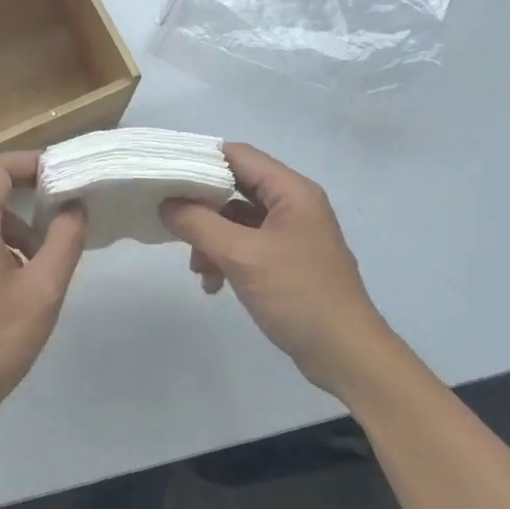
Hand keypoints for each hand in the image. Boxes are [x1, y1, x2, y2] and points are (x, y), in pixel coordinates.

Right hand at [160, 143, 396, 397]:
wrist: (344, 353)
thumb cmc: (297, 295)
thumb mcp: (242, 256)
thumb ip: (199, 224)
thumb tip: (166, 203)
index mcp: (292, 192)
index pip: (239, 155)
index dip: (201, 161)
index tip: (165, 176)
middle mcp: (294, 206)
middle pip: (236, 188)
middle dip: (202, 208)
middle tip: (173, 226)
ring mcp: (292, 235)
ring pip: (238, 222)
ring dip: (211, 240)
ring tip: (198, 269)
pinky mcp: (288, 262)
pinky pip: (248, 247)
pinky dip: (227, 259)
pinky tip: (214, 285)